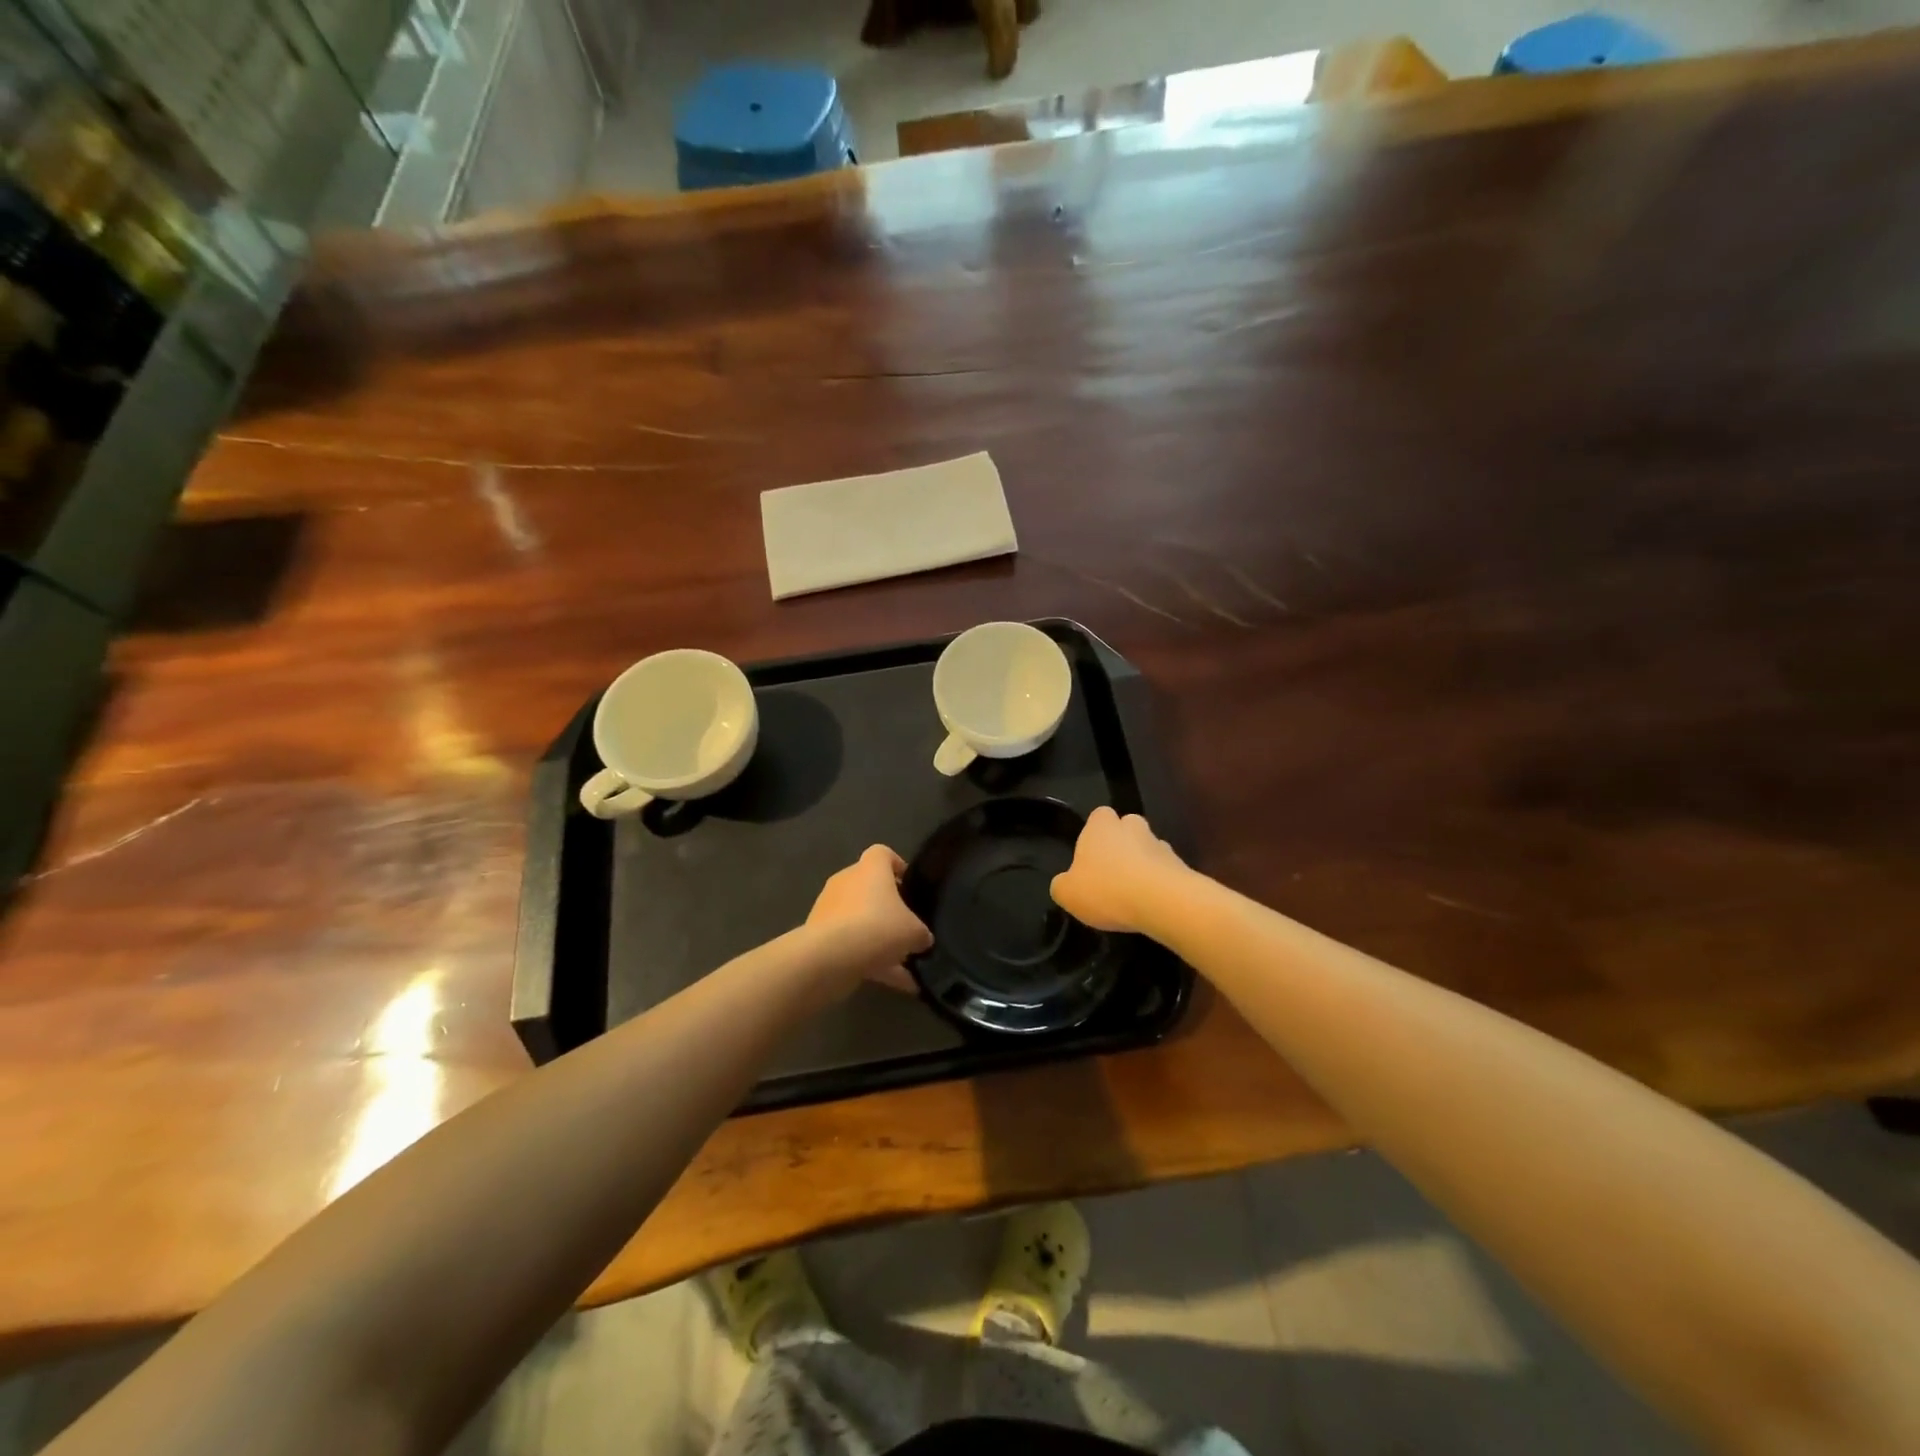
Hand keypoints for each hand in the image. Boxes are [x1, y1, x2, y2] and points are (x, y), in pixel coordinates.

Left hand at [806, 846, 932, 994]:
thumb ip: (921, 933)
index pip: (883, 854)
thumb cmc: (878, 927)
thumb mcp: (914, 932)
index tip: (910, 886)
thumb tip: (922, 938)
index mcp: (870, 868)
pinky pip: (851, 945)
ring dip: (880, 940)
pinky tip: (896, 983)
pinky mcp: (819, 936)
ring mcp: (829, 909)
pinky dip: (871, 961)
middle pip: (870, 889)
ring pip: (860, 920)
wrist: (830, 957)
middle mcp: (846, 881)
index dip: (898, 866)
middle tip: (908, 928)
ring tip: (906, 964)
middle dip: (888, 909)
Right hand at [1050, 806, 1188, 933]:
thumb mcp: (1067, 893)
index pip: (1098, 816)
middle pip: (1127, 829)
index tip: (1091, 856)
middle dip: (1123, 846)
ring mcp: (1160, 844)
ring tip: (1134, 894)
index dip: (1095, 833)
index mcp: (1101, 825)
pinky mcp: (1181, 866)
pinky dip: (1160, 884)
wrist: (1162, 902)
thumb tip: (1066, 884)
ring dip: (1143, 865)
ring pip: (1149, 849)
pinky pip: (1166, 872)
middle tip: (1113, 873)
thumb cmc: (1106, 889)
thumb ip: (1062, 885)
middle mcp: (1132, 827)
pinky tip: (1152, 905)